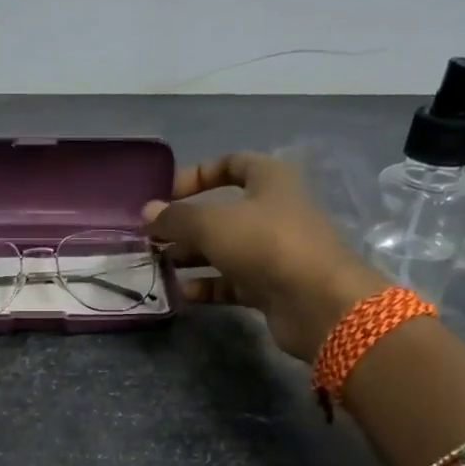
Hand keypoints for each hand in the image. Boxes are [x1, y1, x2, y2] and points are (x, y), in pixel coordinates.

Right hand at [143, 154, 381, 360]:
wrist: (317, 302)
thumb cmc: (265, 244)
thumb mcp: (211, 223)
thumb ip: (175, 217)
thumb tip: (147, 212)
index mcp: (269, 180)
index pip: (231, 164)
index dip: (197, 175)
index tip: (166, 194)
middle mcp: (273, 212)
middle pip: (222, 212)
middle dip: (185, 224)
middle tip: (152, 239)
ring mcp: (273, 252)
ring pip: (224, 249)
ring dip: (191, 256)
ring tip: (158, 266)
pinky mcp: (270, 286)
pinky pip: (231, 282)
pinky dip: (208, 285)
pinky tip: (183, 292)